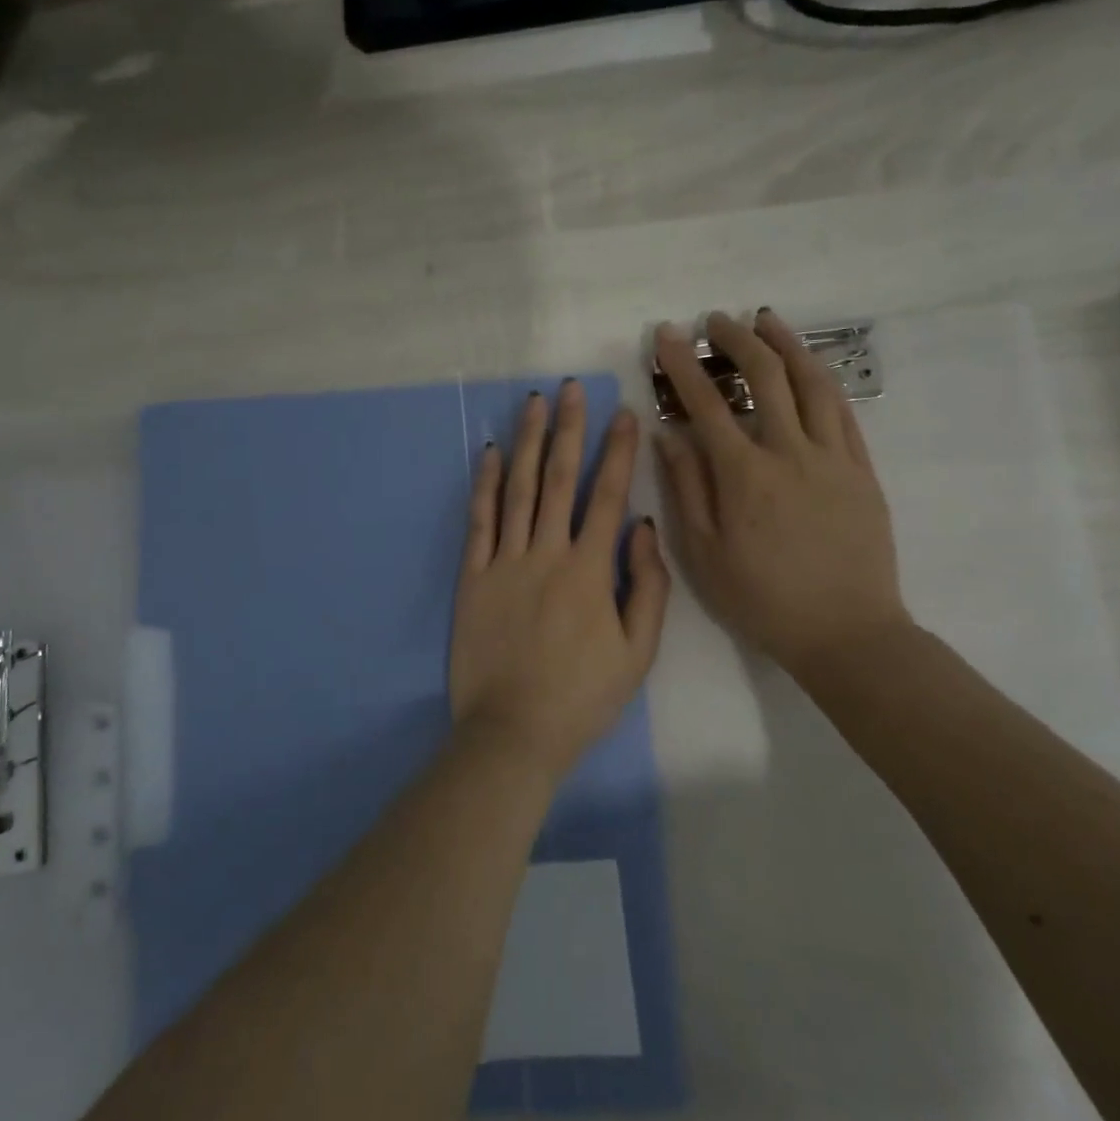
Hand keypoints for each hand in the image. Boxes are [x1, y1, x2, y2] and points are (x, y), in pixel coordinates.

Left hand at [449, 382, 670, 782]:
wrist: (513, 732)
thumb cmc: (582, 696)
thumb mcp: (637, 652)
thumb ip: (647, 586)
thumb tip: (644, 528)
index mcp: (590, 570)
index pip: (607, 496)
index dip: (617, 452)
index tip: (623, 414)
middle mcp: (546, 553)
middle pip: (557, 479)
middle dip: (567, 429)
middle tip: (570, 388)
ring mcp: (504, 563)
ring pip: (515, 489)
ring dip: (525, 442)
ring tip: (532, 403)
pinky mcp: (472, 578)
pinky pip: (478, 521)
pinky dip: (482, 485)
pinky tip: (486, 453)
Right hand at [653, 311, 911, 676]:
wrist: (846, 632)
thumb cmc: (761, 599)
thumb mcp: (704, 554)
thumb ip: (686, 488)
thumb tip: (668, 435)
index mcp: (744, 476)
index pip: (707, 404)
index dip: (682, 365)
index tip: (666, 335)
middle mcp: (790, 453)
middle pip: (764, 378)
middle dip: (735, 340)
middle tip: (714, 319)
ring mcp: (833, 458)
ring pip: (811, 383)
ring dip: (786, 345)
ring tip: (766, 321)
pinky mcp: (862, 470)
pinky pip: (843, 411)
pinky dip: (821, 379)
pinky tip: (808, 367)